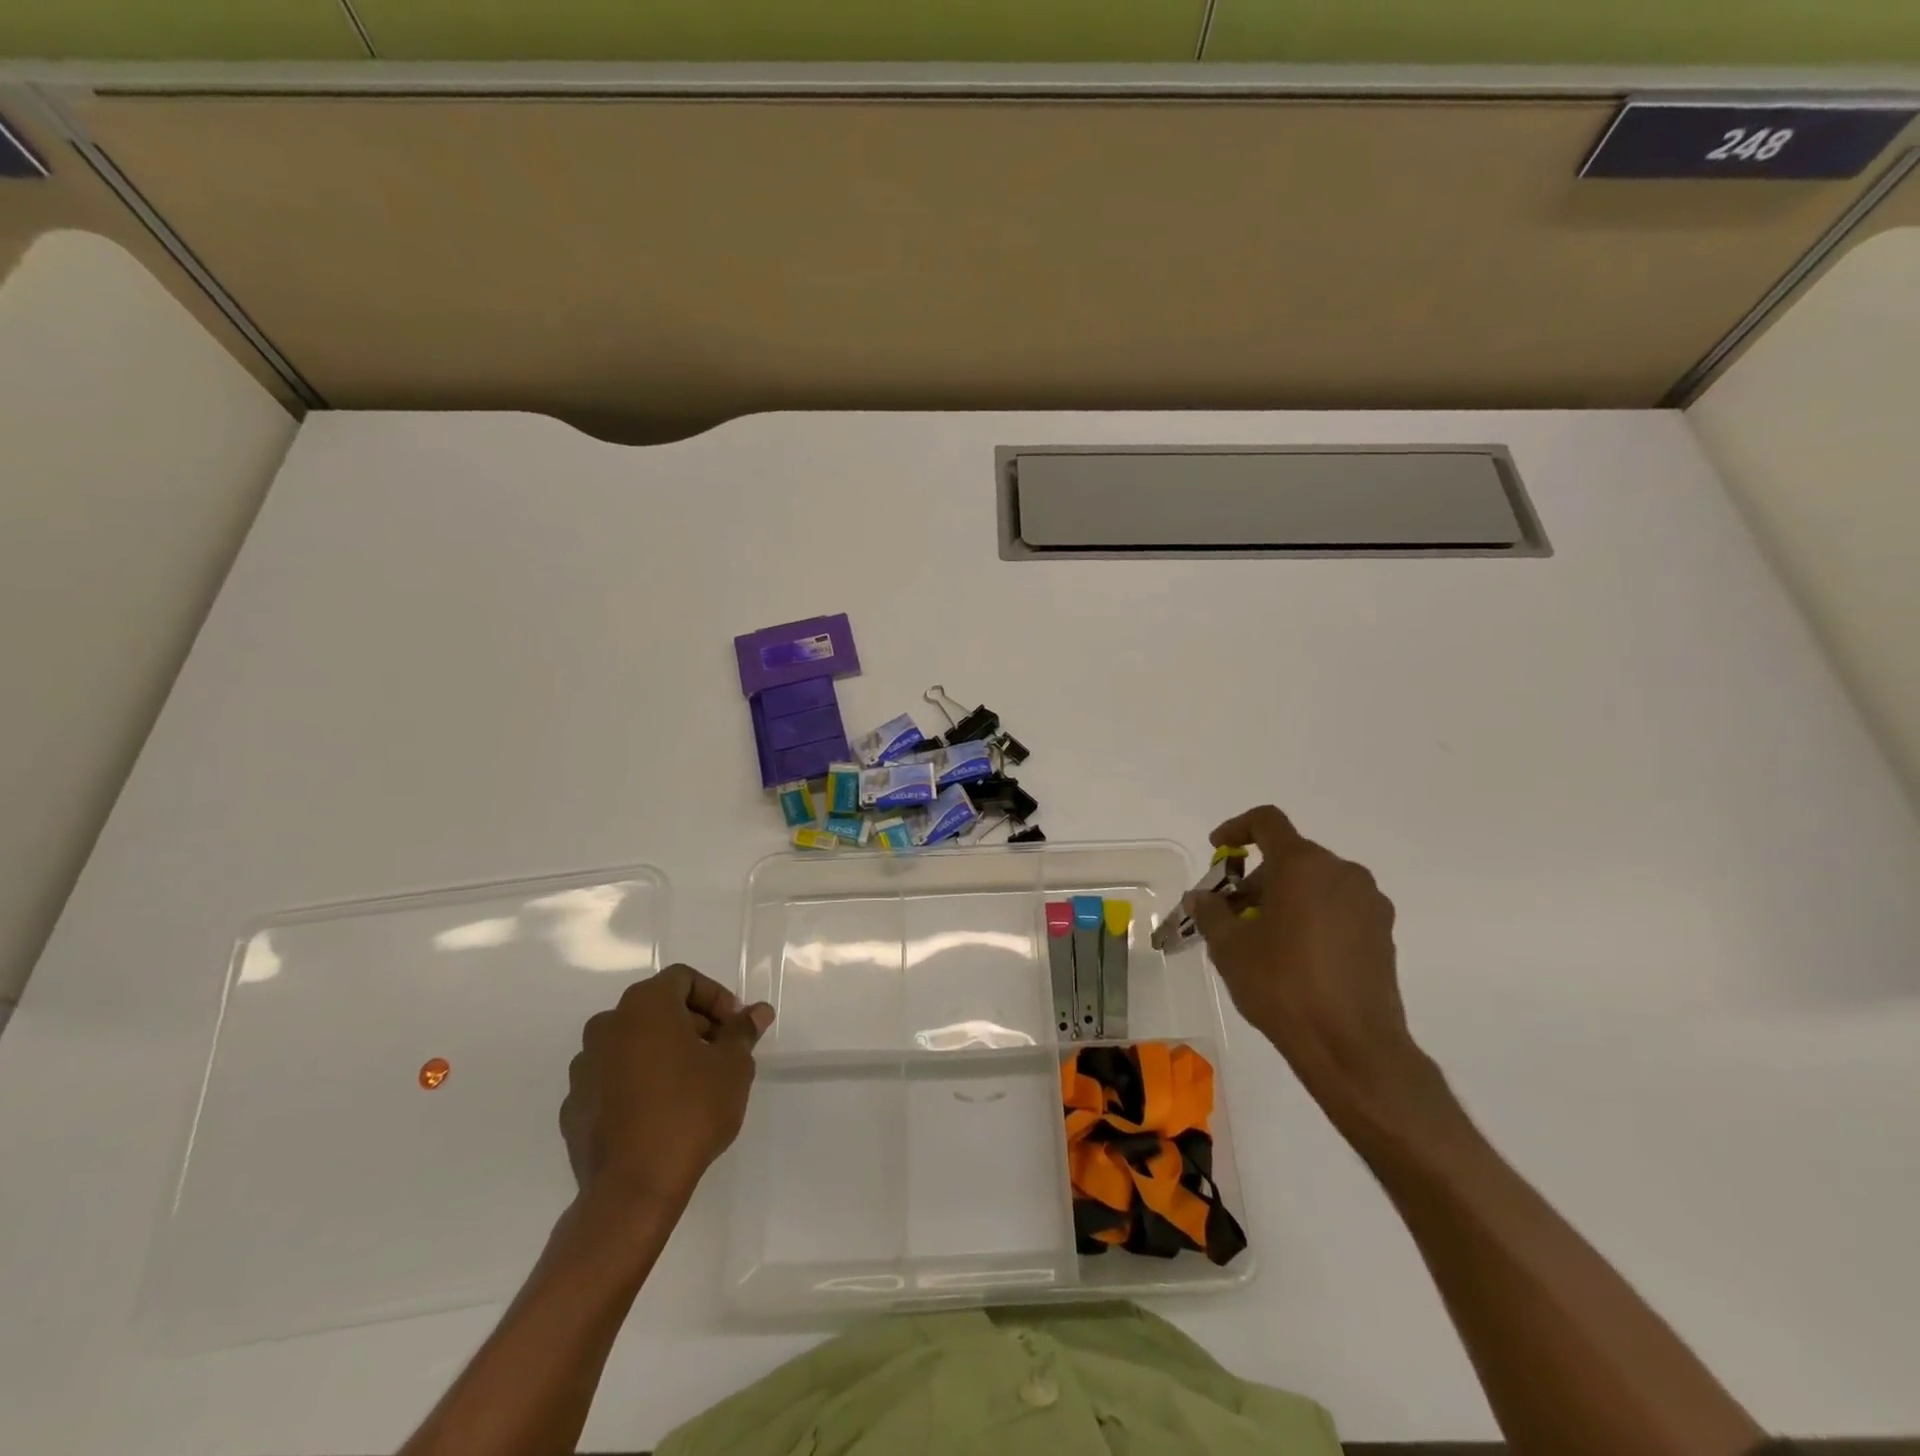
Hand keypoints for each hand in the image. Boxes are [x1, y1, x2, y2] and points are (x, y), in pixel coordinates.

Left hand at [560, 964, 773, 1209]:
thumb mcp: (733, 1066)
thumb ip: (742, 1032)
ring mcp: (584, 1067)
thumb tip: (757, 1012)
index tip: (734, 1027)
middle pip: (656, 1008)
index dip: (715, 997)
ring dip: (663, 1052)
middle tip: (720, 1053)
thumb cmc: (690, 1111)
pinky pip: (612, 1079)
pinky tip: (660, 1112)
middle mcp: (607, 1026)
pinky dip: (637, 1083)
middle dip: (692, 1024)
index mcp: (645, 1006)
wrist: (632, 1189)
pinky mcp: (574, 1106)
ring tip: (692, 1084)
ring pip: (632, 1043)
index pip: (683, 979)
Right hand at [1189, 806, 1436, 1117]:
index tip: (1218, 850)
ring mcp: (1368, 903)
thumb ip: (1211, 912)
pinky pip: (1337, 907)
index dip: (1237, 828)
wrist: (1353, 1047)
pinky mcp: (1382, 933)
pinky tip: (1294, 955)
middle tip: (1231, 912)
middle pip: (1290, 857)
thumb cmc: (1283, 986)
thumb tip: (1202, 898)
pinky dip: (1311, 915)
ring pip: (1315, 883)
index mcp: (1303, 866)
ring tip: (1260, 937)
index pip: (1267, 822)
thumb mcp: (1230, 948)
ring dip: (1283, 897)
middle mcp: (1342, 873)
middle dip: (1256, 877)